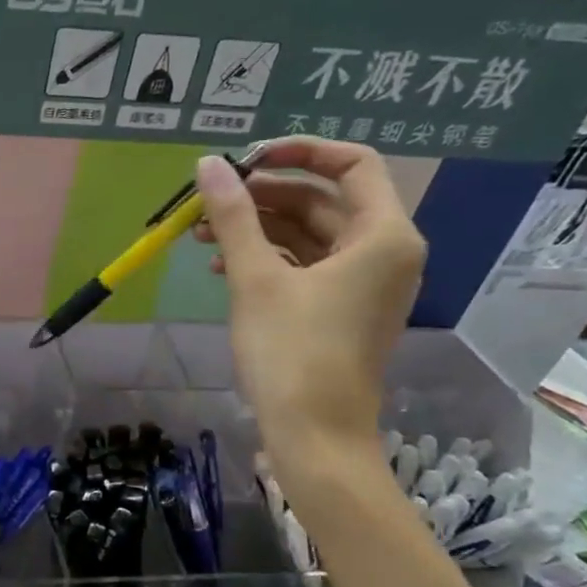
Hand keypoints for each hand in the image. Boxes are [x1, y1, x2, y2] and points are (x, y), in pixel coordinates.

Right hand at [192, 139, 424, 473]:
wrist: (315, 434)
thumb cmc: (292, 352)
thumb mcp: (255, 278)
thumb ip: (234, 216)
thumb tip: (208, 164)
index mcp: (383, 235)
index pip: (351, 165)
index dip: (299, 151)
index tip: (246, 159)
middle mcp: (384, 252)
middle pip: (324, 201)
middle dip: (263, 197)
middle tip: (210, 202)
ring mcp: (364, 283)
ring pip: (309, 236)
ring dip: (257, 230)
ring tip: (201, 235)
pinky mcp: (343, 309)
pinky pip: (306, 266)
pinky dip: (267, 259)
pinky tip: (221, 266)